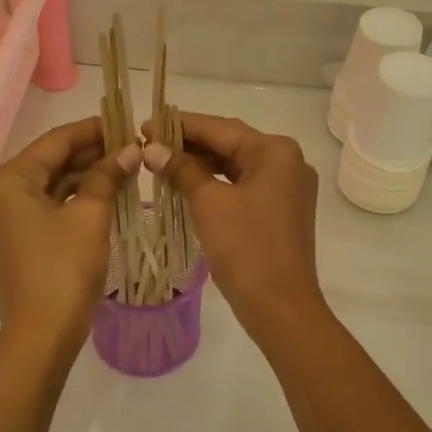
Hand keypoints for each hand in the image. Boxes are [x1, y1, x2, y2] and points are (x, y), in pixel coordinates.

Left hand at [0, 118, 139, 351]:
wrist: (41, 334)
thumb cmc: (64, 270)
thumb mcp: (91, 216)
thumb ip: (108, 175)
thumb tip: (130, 149)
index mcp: (9, 179)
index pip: (56, 141)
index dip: (94, 130)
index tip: (126, 123)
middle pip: (51, 161)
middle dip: (91, 153)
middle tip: (131, 147)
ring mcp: (4, 217)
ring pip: (50, 184)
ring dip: (85, 175)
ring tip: (125, 167)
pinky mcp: (14, 237)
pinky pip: (46, 205)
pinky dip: (74, 198)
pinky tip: (105, 192)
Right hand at [142, 112, 326, 339]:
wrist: (280, 306)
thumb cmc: (246, 248)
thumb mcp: (209, 203)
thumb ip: (181, 169)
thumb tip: (151, 148)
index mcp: (276, 152)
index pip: (220, 128)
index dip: (180, 126)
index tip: (144, 125)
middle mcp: (288, 162)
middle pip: (230, 144)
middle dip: (189, 144)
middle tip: (148, 144)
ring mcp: (287, 188)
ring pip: (236, 165)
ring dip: (200, 164)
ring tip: (161, 163)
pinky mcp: (281, 210)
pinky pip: (243, 186)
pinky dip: (216, 183)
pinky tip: (187, 185)